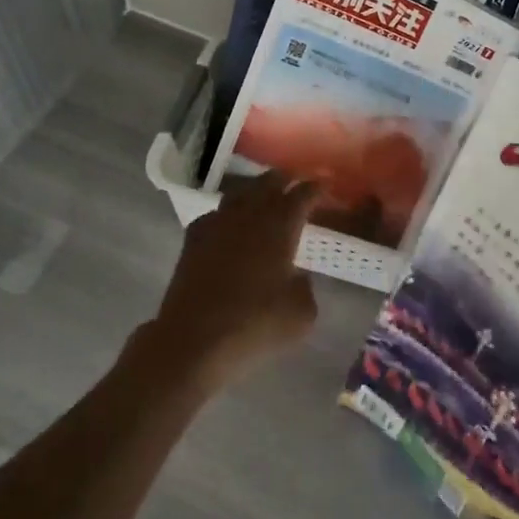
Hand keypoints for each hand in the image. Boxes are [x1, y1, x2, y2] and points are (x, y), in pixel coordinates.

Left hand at [140, 172, 319, 390]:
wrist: (194, 339)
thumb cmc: (255, 324)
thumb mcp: (301, 314)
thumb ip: (305, 287)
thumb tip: (295, 276)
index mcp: (281, 225)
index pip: (303, 194)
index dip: (316, 187)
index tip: (325, 184)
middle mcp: (249, 214)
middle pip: (269, 182)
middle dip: (285, 179)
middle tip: (295, 182)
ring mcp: (217, 223)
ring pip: (239, 193)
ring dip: (255, 191)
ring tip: (263, 197)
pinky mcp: (193, 239)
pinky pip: (214, 214)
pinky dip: (226, 214)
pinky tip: (228, 225)